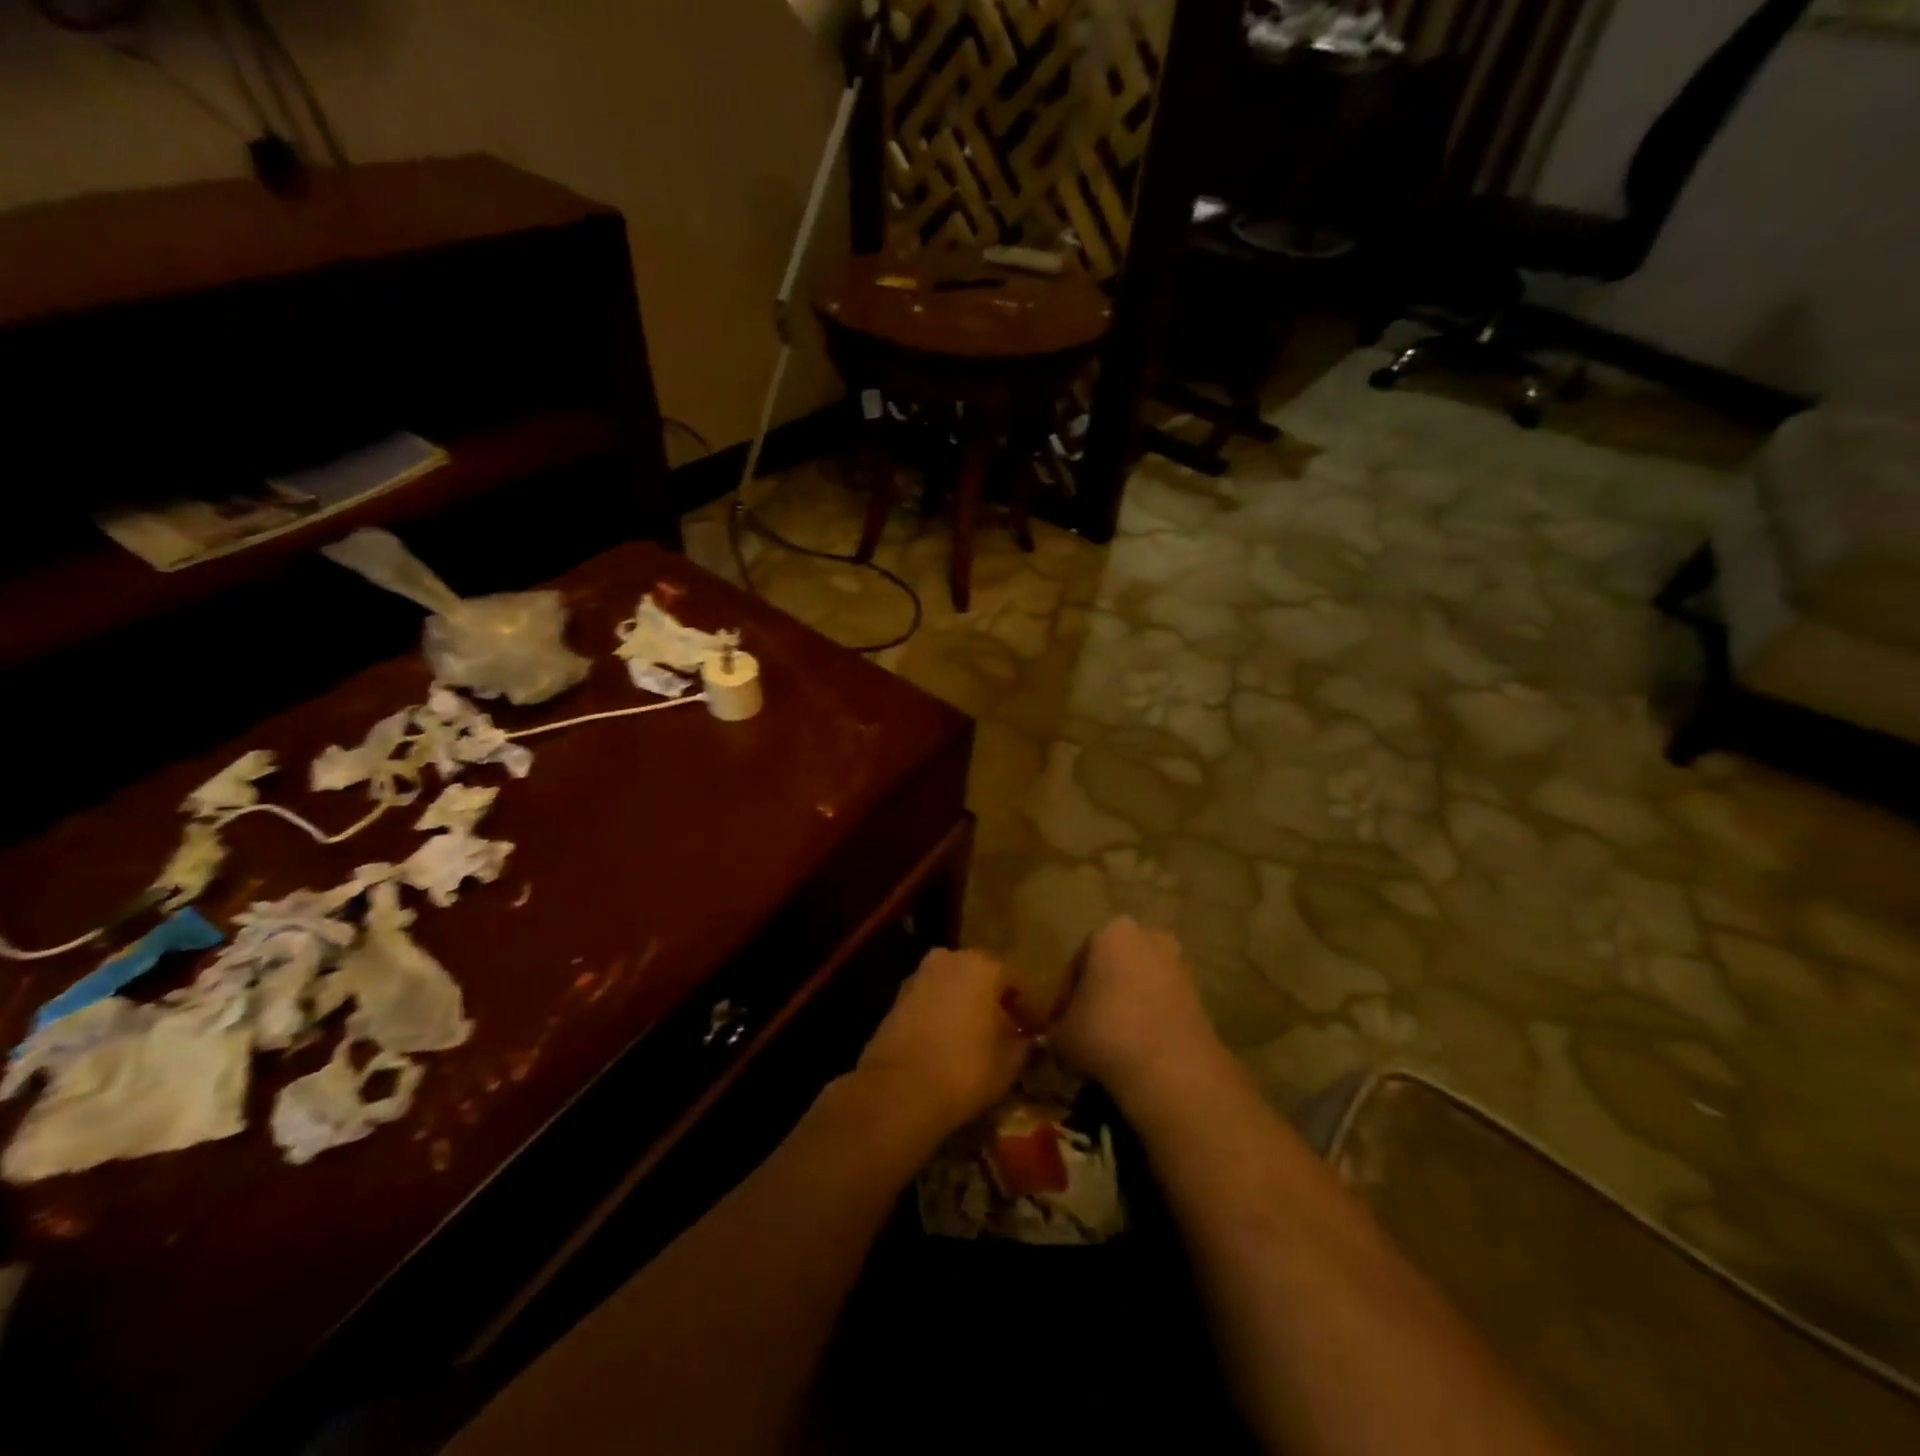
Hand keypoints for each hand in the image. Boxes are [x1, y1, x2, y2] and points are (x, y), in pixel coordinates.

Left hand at [856, 948, 1030, 1136]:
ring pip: (953, 987)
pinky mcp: (896, 998)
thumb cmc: (965, 1068)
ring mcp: (919, 976)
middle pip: (982, 978)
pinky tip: (949, 1042)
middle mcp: (949, 959)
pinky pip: (931, 1001)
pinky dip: (943, 1015)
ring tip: (978, 1039)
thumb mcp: (1009, 1063)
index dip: (1030, 1009)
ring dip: (967, 1007)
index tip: (1037, 1032)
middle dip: (995, 1002)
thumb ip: (1024, 1045)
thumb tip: (1028, 1040)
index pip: (1016, 982)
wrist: (898, 1089)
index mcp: (983, 965)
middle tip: (1008, 1031)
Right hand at [1050, 917, 1223, 1109]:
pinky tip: (1137, 1049)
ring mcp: (1178, 964)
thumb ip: (1055, 1028)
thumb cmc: (1104, 1034)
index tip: (1060, 1024)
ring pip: (1139, 984)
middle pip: (1113, 966)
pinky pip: (1162, 1003)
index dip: (1066, 996)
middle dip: (1100, 993)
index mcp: (1109, 932)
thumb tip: (1057, 1035)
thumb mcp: (1061, 1035)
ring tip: (1112, 1043)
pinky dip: (1149, 1020)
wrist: (1171, 1069)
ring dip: (1126, 1006)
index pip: (1077, 963)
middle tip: (1086, 1028)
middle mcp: (1148, 936)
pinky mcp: (1199, 994)